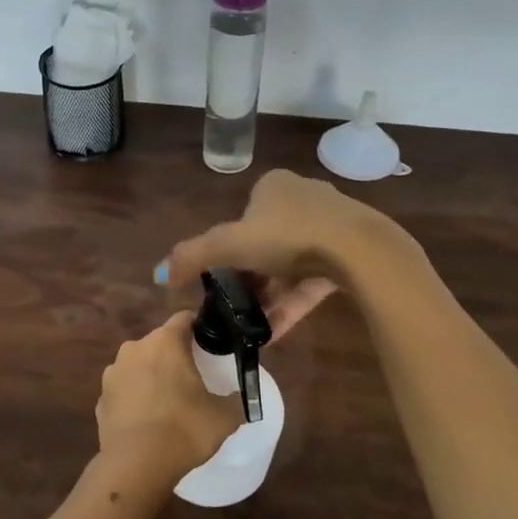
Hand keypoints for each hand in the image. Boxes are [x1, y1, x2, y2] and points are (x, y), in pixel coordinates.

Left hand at [95, 311, 242, 491]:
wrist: (136, 466)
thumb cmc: (184, 430)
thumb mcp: (224, 417)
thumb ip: (237, 400)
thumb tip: (240, 397)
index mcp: (165, 342)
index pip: (184, 319)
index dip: (199, 327)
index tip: (211, 343)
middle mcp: (134, 348)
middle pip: (159, 342)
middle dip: (174, 355)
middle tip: (193, 377)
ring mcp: (113, 373)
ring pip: (138, 365)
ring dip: (152, 375)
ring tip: (168, 401)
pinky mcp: (101, 398)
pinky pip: (124, 390)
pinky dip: (135, 398)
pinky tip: (147, 420)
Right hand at [160, 170, 401, 337]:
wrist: (359, 250)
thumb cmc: (288, 236)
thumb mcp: (230, 245)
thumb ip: (192, 257)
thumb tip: (158, 274)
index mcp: (274, 186)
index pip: (243, 219)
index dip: (229, 251)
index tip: (222, 282)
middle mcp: (303, 198)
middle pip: (267, 245)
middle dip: (251, 280)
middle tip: (237, 309)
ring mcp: (331, 226)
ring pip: (291, 266)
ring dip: (271, 297)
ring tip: (254, 329)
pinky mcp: (351, 254)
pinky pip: (314, 281)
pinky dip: (294, 304)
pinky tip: (277, 332)